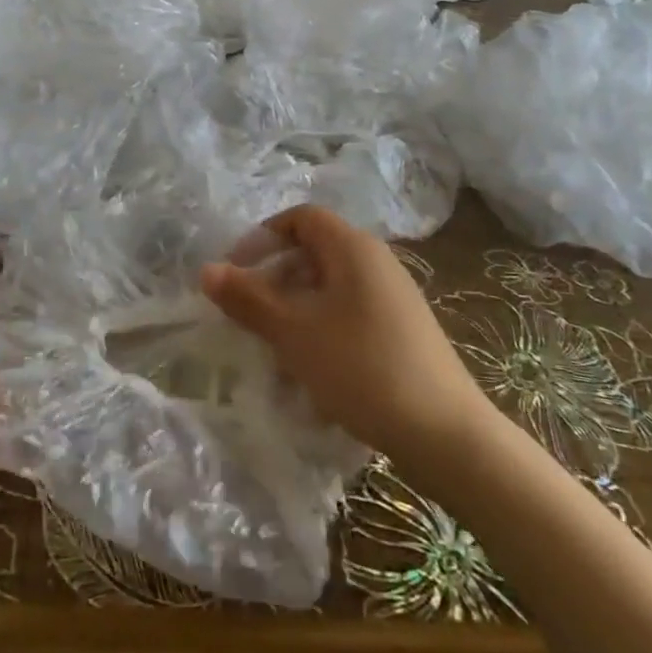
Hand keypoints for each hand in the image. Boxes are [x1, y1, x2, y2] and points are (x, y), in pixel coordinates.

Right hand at [200, 205, 491, 453]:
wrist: (445, 434)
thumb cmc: (361, 368)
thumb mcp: (293, 332)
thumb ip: (247, 298)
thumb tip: (206, 270)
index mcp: (353, 248)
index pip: (300, 218)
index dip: (263, 237)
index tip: (236, 270)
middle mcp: (377, 262)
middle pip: (313, 251)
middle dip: (274, 278)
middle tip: (249, 312)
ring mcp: (394, 298)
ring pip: (329, 288)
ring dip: (295, 309)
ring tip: (275, 346)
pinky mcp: (403, 331)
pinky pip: (349, 314)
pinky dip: (321, 329)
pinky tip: (312, 371)